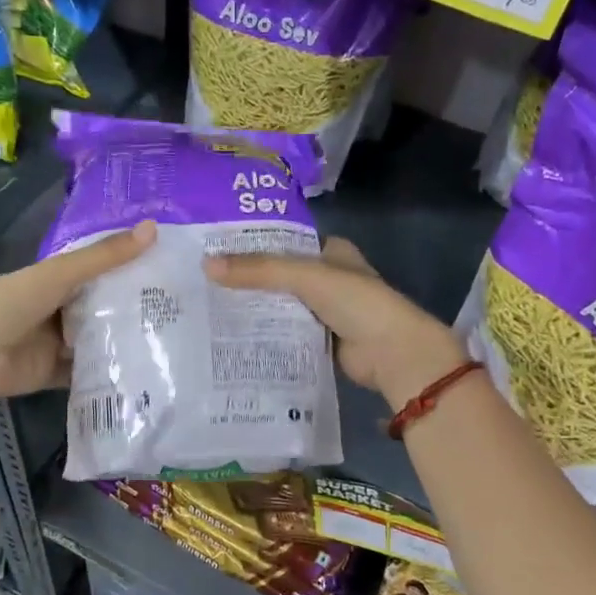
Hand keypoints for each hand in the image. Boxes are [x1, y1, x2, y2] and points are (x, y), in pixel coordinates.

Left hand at [0, 221, 156, 400]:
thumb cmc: (13, 301)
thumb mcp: (62, 273)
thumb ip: (105, 256)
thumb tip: (153, 228)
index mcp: (60, 279)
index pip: (104, 271)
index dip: (134, 268)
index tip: (174, 270)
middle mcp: (63, 309)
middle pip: (106, 308)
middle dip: (137, 310)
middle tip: (184, 311)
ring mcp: (60, 343)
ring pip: (101, 341)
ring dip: (126, 342)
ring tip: (173, 343)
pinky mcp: (58, 374)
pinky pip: (90, 373)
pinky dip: (110, 373)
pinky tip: (145, 373)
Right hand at [204, 237, 469, 410]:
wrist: (392, 352)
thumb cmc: (356, 301)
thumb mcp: (304, 276)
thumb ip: (258, 270)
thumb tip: (206, 266)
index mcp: (332, 251)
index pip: (286, 241)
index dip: (255, 243)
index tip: (216, 248)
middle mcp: (329, 278)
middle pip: (280, 275)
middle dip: (249, 280)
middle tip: (204, 281)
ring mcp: (326, 311)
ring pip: (282, 305)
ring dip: (255, 308)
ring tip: (209, 307)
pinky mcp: (321, 340)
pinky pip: (287, 333)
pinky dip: (266, 334)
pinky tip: (234, 335)